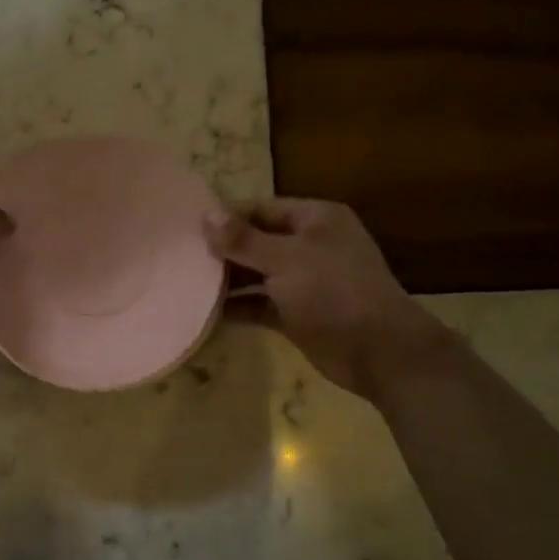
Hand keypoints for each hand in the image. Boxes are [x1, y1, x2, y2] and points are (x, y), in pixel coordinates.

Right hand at [205, 198, 448, 403]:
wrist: (377, 351)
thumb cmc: (333, 291)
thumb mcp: (285, 259)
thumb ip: (244, 240)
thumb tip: (206, 216)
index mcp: (315, 219)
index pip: (262, 208)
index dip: (227, 216)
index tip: (187, 226)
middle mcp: (310, 246)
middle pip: (258, 241)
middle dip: (224, 250)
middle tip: (181, 257)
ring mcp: (305, 282)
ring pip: (258, 275)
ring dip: (228, 280)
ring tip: (186, 283)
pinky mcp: (298, 314)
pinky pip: (262, 305)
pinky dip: (240, 307)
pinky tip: (207, 313)